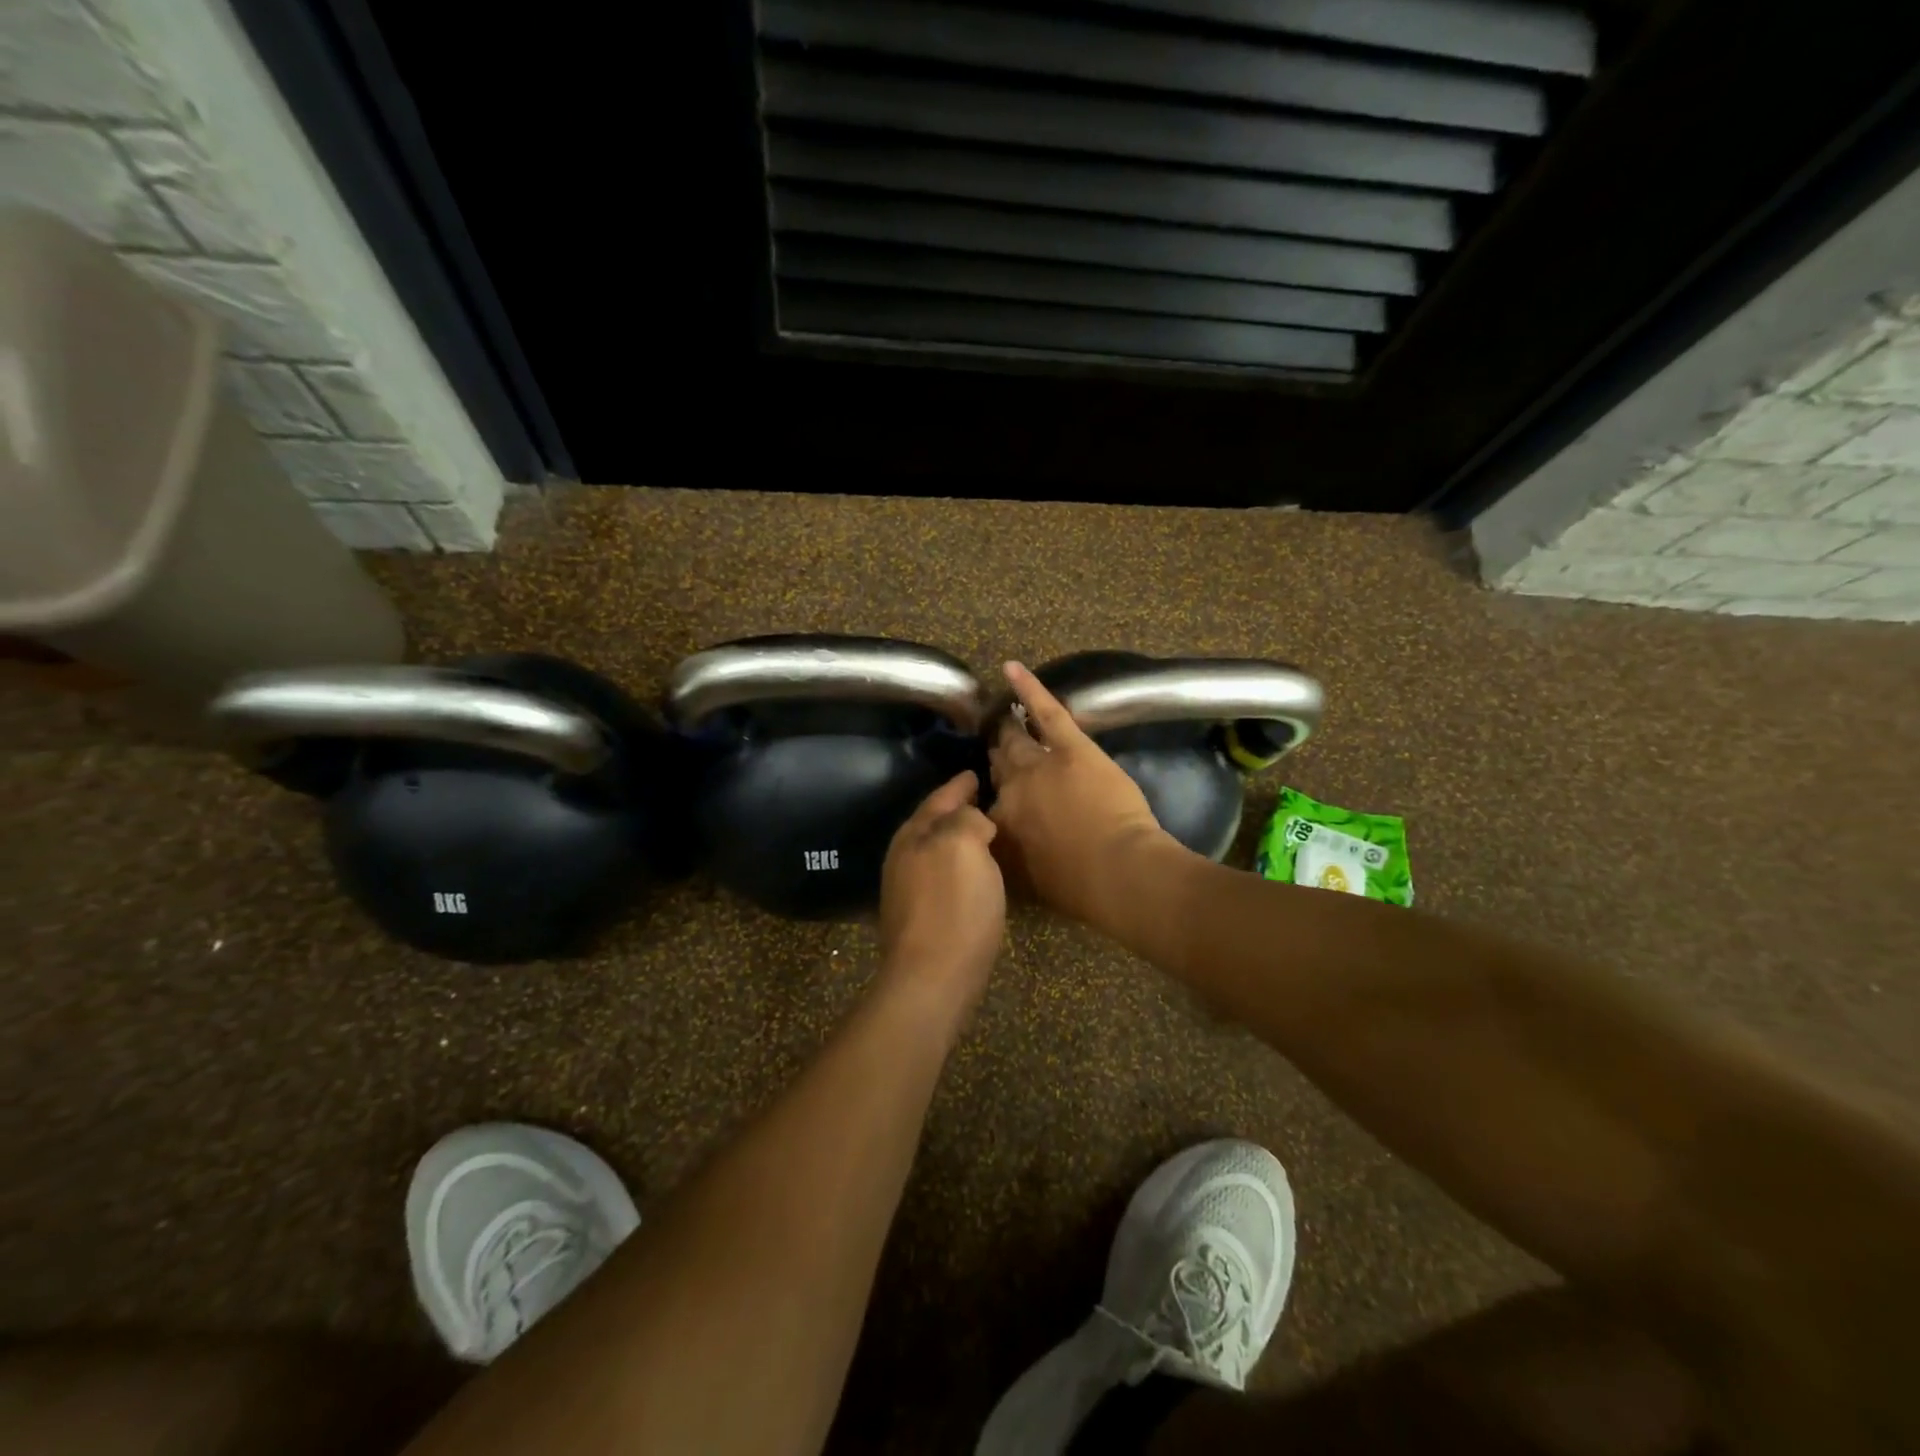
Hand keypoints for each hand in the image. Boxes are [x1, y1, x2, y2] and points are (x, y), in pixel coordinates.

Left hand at [877, 771, 1005, 1013]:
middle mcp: (905, 857)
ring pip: (938, 850)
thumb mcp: (963, 844)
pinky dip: (961, 866)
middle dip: (957, 810)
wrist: (934, 978)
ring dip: (960, 839)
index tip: (977, 772)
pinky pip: (944, 876)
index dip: (960, 784)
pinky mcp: (921, 917)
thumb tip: (974, 820)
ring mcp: (909, 889)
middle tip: (985, 798)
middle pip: (934, 823)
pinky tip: (979, 873)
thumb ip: (967, 818)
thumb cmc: (953, 905)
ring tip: (988, 832)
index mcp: (914, 834)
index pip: (940, 798)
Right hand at [987, 662, 1173, 926]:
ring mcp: (1037, 763)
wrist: (1116, 871)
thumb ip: (1007, 855)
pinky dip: (1028, 687)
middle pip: (998, 765)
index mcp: (997, 824)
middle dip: (997, 756)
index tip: (998, 797)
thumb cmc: (1076, 887)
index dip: (992, 798)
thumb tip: (999, 839)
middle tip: (998, 748)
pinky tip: (1011, 669)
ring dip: (1008, 728)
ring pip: (1015, 739)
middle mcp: (1009, 789)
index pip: (984, 805)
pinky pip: (1044, 710)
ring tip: (1002, 716)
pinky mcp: (1069, 746)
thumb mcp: (1027, 881)